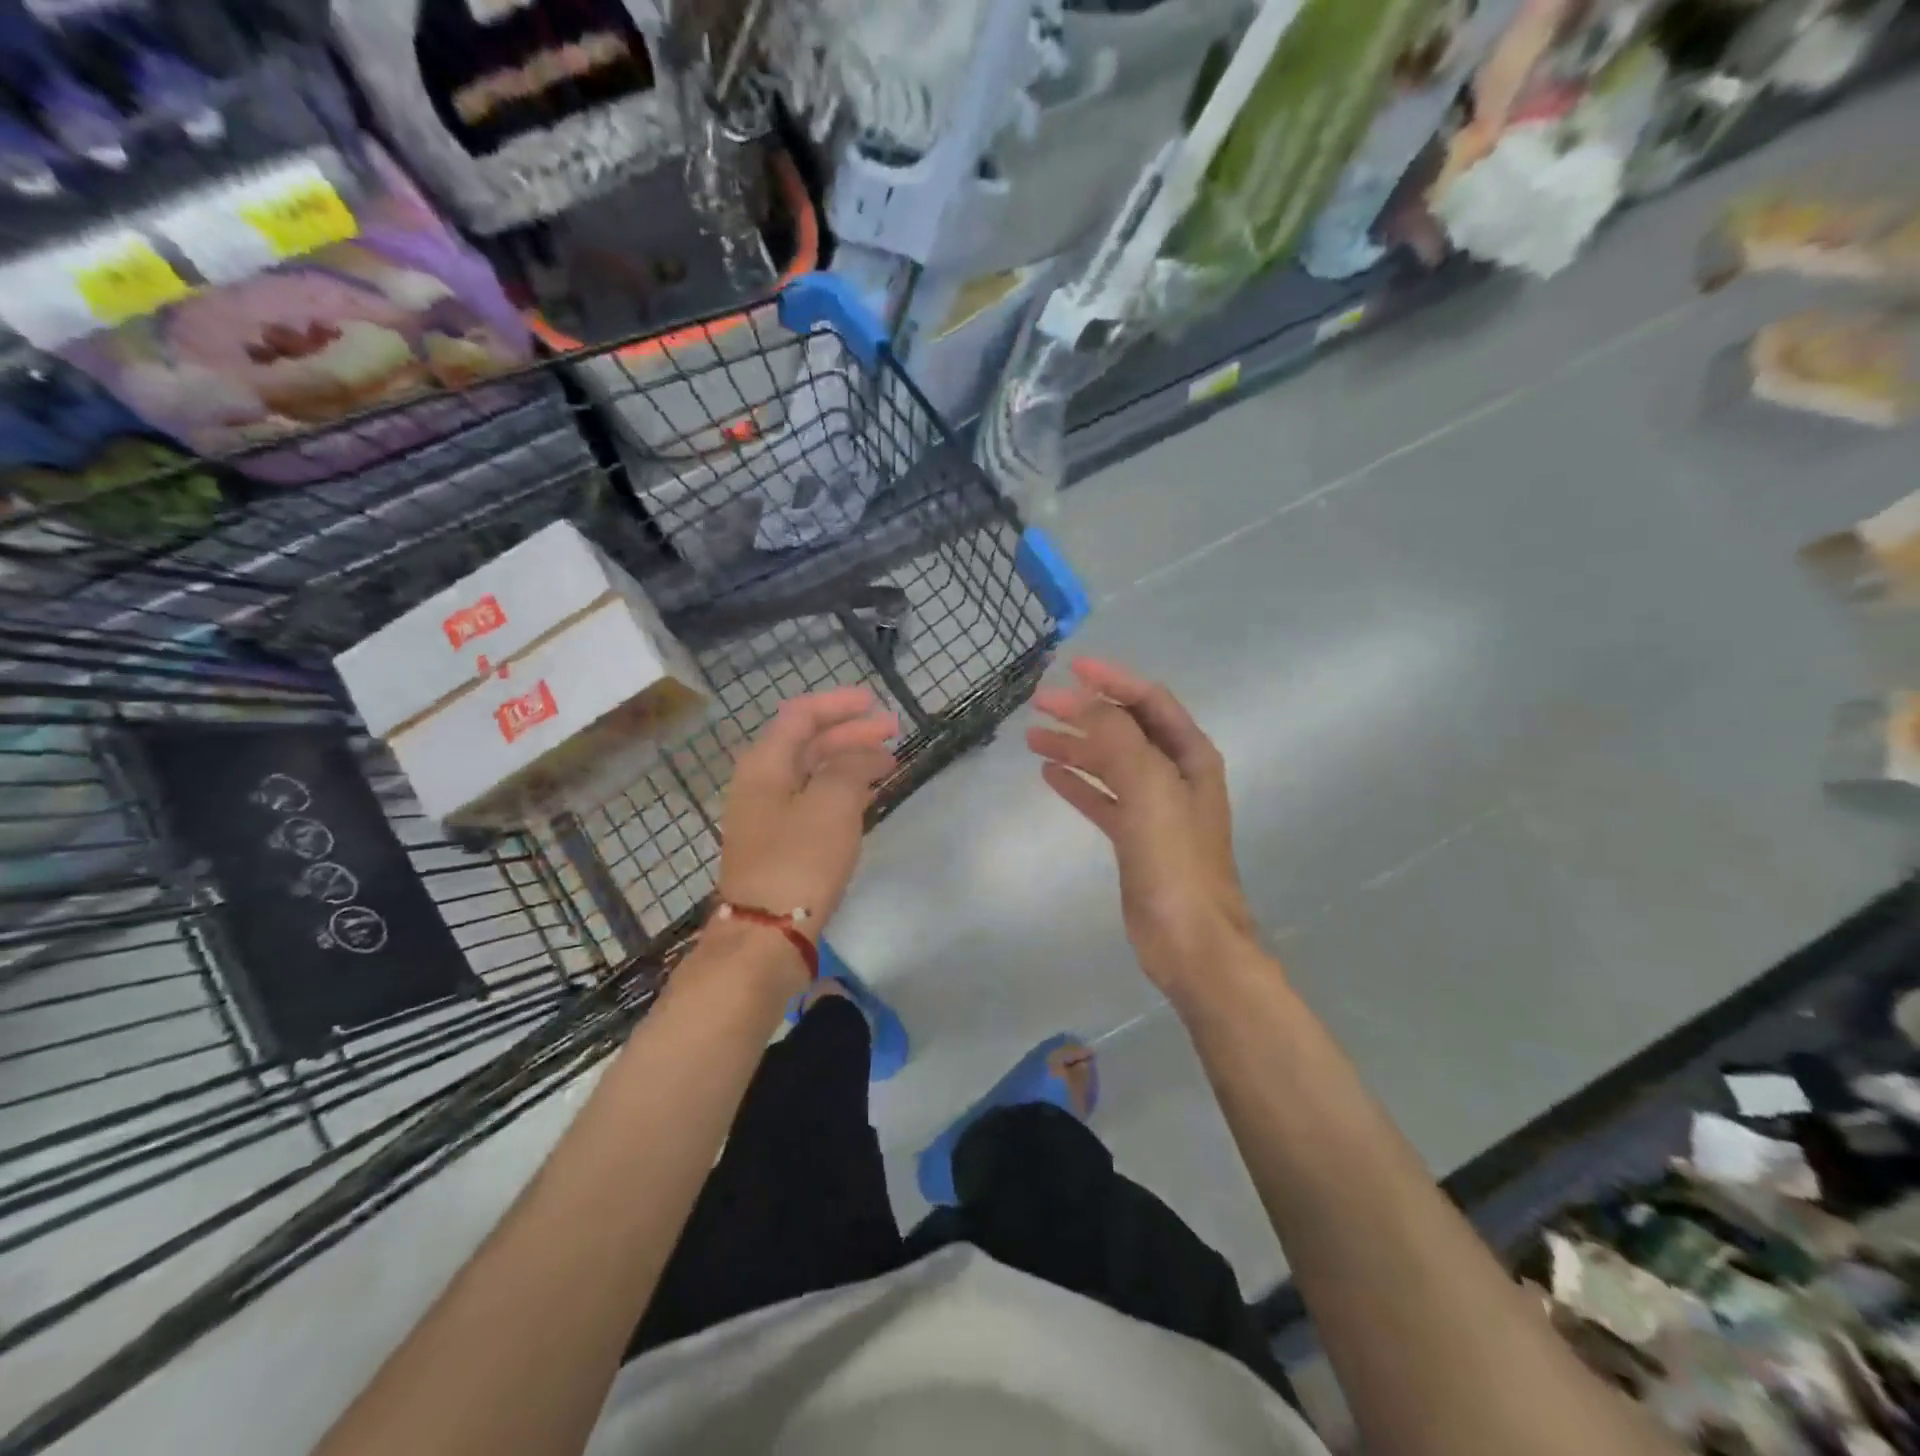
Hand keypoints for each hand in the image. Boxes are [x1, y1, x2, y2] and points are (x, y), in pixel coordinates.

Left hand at [717, 686, 898, 937]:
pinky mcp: (780, 844)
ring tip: (888, 762)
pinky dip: (842, 790)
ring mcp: (768, 815)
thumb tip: (866, 754)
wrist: (765, 936)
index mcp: (765, 764)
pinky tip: (866, 796)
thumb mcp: (832, 803)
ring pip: (813, 773)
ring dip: (849, 761)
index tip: (875, 703)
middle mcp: (761, 783)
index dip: (838, 704)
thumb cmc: (798, 861)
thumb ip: (852, 766)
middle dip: (850, 732)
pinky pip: (814, 801)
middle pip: (808, 743)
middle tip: (893, 732)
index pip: (801, 715)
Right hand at [1027, 658, 1254, 995]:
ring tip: (1033, 738)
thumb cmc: (1175, 857)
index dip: (1112, 680)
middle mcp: (1174, 774)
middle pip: (1125, 729)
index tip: (1072, 669)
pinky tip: (1050, 774)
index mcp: (1189, 755)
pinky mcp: (1134, 838)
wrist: (1189, 938)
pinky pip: (1102, 798)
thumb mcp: (1149, 786)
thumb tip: (1082, 698)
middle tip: (1039, 704)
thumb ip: (1117, 737)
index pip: (1148, 701)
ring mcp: (1154, 807)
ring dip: (1075, 747)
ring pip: (1109, 763)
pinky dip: (1078, 783)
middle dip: (1085, 712)